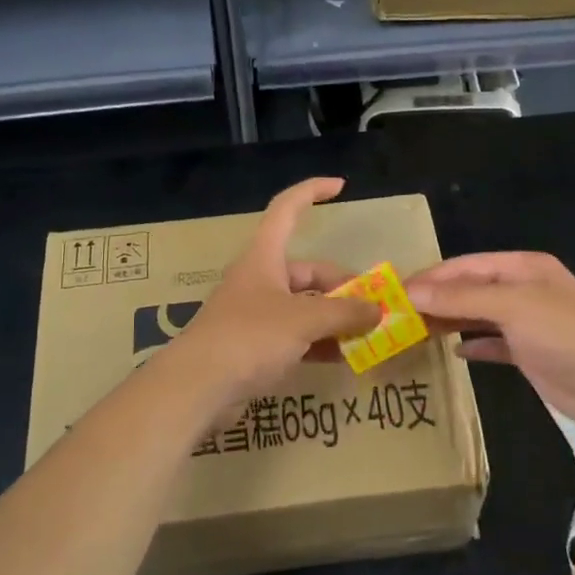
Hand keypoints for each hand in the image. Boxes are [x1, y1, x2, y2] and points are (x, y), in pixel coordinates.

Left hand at [170, 177, 380, 405]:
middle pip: (308, 272)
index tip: (341, 186)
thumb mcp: (303, 320)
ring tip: (370, 334)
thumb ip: (344, 312)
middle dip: (343, 287)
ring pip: (305, 307)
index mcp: (264, 258)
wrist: (196, 388)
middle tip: (376, 307)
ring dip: (336, 318)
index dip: (311, 192)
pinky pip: (297, 337)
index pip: (287, 210)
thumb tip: (378, 310)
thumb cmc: (249, 337)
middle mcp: (260, 280)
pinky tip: (346, 357)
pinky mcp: (255, 348)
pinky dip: (321, 343)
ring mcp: (257, 315)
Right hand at [405, 252, 574, 432]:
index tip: (395, 292)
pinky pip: (492, 343)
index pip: (466, 265)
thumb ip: (460, 297)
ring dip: (449, 321)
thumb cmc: (563, 333)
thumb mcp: (511, 306)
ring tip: (414, 332)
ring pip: (478, 316)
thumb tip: (411, 292)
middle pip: (470, 289)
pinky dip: (473, 345)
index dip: (431, 277)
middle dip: (436, 300)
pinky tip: (453, 351)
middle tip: (397, 315)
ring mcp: (527, 322)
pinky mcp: (529, 353)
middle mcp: (523, 290)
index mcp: (522, 267)